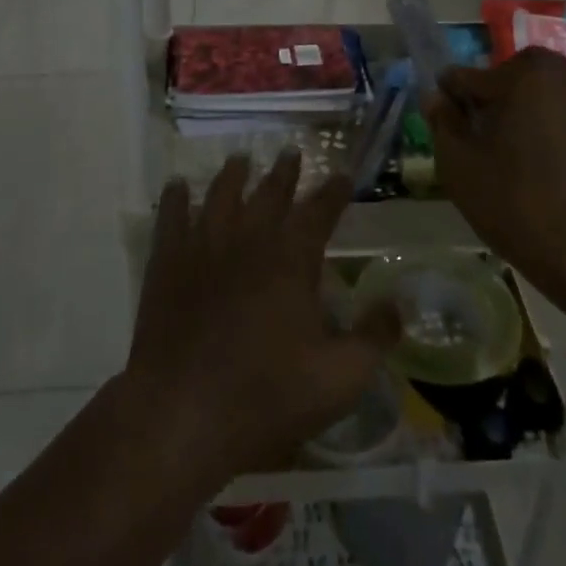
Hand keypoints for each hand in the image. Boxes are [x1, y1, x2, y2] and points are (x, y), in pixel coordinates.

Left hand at [125, 152, 399, 486]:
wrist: (183, 413)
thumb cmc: (267, 398)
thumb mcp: (340, 378)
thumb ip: (375, 336)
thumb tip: (398, 303)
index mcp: (291, 260)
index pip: (319, 211)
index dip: (334, 191)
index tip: (343, 175)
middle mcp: (249, 240)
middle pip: (269, 194)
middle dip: (284, 172)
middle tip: (291, 152)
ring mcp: (203, 247)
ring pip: (221, 196)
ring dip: (233, 175)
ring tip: (240, 159)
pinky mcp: (167, 264)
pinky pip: (171, 218)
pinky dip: (175, 198)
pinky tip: (178, 186)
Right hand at [424, 48, 565, 303]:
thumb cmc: (517, 203)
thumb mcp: (460, 165)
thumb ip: (443, 122)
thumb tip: (436, 97)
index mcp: (525, 72)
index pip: (470, 77)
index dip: (451, 102)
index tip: (446, 128)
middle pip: (512, 80)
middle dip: (494, 104)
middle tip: (483, 144)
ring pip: (545, 98)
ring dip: (528, 117)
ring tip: (517, 159)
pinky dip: (557, 134)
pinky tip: (550, 171)